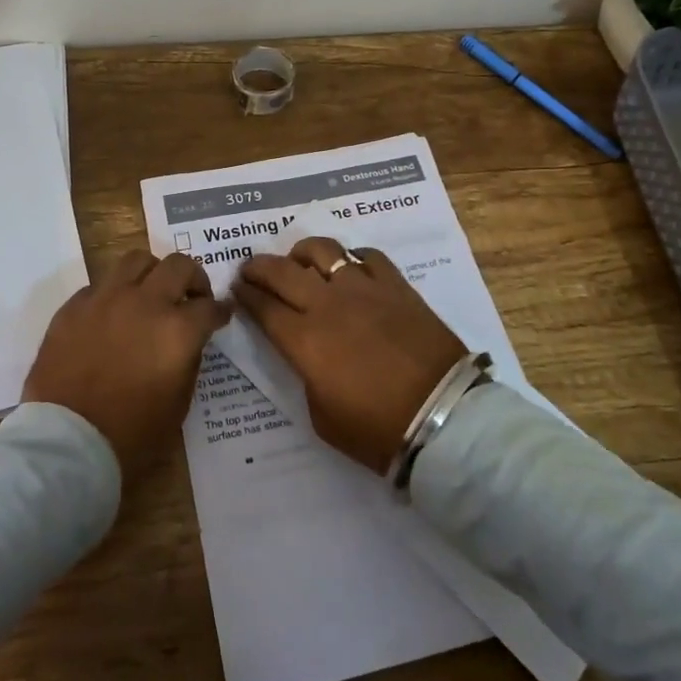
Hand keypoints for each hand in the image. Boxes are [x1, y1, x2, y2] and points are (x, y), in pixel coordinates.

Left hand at [22, 250, 230, 479]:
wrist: (66, 443)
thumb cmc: (130, 436)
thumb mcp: (178, 405)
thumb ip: (188, 361)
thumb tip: (188, 340)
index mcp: (177, 330)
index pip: (210, 306)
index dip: (220, 311)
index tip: (222, 314)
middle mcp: (145, 303)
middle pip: (179, 265)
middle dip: (193, 278)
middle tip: (192, 296)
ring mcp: (106, 299)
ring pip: (137, 259)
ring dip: (152, 273)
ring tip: (151, 292)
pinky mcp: (74, 307)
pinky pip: (100, 285)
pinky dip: (114, 294)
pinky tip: (112, 315)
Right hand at [235, 237, 466, 474]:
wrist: (443, 418)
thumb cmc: (378, 430)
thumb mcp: (322, 417)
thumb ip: (306, 375)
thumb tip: (305, 353)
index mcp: (304, 340)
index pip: (263, 307)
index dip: (245, 295)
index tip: (237, 289)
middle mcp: (327, 304)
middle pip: (282, 271)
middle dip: (259, 267)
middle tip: (251, 269)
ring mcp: (363, 289)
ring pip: (322, 250)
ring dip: (302, 253)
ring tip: (299, 262)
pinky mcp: (396, 285)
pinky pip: (367, 256)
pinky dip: (352, 258)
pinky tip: (350, 268)